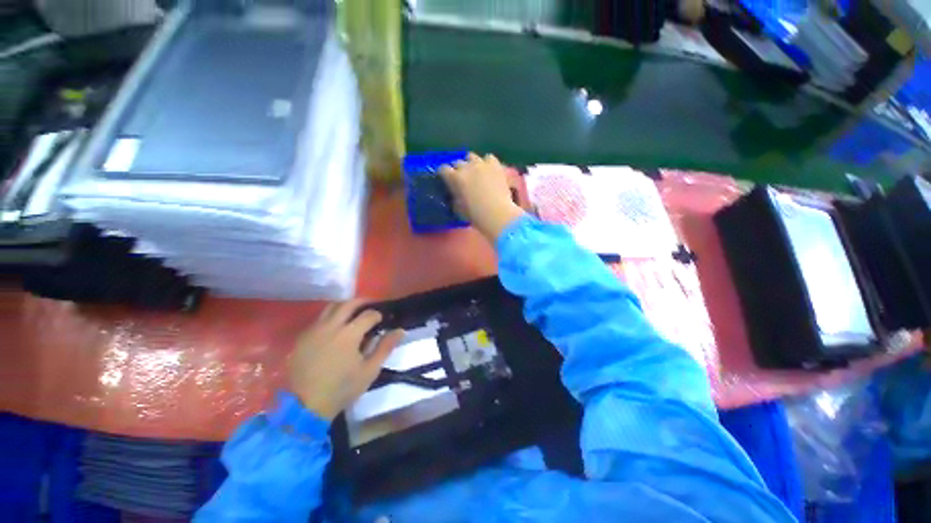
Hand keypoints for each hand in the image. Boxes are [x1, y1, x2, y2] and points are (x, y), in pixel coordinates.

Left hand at [287, 300, 403, 419]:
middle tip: (371, 306)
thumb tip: (400, 330)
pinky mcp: (302, 337)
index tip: (382, 319)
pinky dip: (331, 317)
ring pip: (331, 307)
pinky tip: (336, 328)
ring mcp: (313, 330)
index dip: (378, 315)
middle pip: (348, 303)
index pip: (368, 314)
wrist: (304, 406)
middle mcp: (330, 326)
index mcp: (349, 334)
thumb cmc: (342, 388)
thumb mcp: (370, 370)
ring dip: (345, 306)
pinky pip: (319, 319)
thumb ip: (385, 347)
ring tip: (354, 314)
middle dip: (362, 302)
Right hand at [440, 153, 524, 241]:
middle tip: (462, 179)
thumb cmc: (475, 214)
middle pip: (457, 162)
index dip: (444, 174)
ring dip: (471, 163)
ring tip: (475, 172)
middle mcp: (466, 167)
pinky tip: (489, 170)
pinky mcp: (495, 165)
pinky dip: (487, 163)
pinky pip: (488, 158)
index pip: (443, 169)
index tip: (446, 179)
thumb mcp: (458, 208)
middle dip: (457, 169)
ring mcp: (481, 164)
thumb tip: (455, 193)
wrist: (496, 213)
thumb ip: (454, 196)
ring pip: (471, 156)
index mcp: (454, 178)